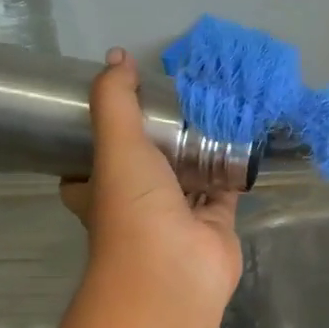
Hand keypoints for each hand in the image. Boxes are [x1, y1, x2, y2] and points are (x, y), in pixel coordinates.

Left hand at [58, 50, 242, 315]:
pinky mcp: (214, 224)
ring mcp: (176, 217)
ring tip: (211, 112)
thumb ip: (115, 100)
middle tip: (173, 104)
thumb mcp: (115, 145)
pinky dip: (231, 171)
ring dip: (198, 152)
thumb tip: (117, 57)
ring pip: (187, 177)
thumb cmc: (132, 209)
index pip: (85, 170)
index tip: (112, 113)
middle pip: (144, 169)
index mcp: (101, 192)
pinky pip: (223, 190)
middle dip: (158, 143)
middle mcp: (136, 205)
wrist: (173, 271)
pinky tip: (243, 142)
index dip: (93, 144)